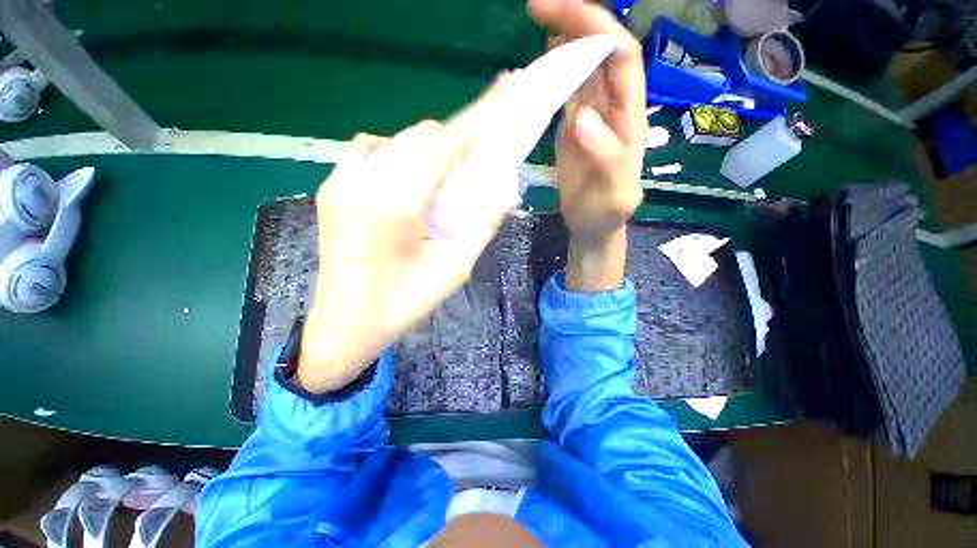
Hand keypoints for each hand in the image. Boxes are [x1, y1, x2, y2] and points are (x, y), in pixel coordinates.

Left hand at [298, 90, 510, 393]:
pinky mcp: (331, 187)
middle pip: (421, 136)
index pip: (445, 145)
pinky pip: (370, 151)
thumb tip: (503, 190)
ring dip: (428, 150)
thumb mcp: (453, 270)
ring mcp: (341, 180)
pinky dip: (397, 155)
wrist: (344, 325)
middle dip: (455, 140)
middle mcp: (364, 179)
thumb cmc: (401, 305)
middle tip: (474, 160)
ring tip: (442, 179)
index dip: (477, 124)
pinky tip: (407, 181)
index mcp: (396, 203)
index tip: (501, 103)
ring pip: (398, 140)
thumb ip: (481, 226)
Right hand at [529, 0, 645, 290]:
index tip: (559, 13)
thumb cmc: (607, 212)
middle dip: (576, 21)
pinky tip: (541, 62)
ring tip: (538, 23)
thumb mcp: (616, 192)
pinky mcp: (572, 131)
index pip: (620, 57)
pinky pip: (565, 93)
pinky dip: (554, 72)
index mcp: (627, 117)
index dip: (595, 27)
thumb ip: (607, 155)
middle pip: (601, 51)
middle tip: (537, 7)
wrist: (594, 226)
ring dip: (564, 41)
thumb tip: (581, 116)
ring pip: (582, 68)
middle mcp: (611, 108)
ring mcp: (590, 118)